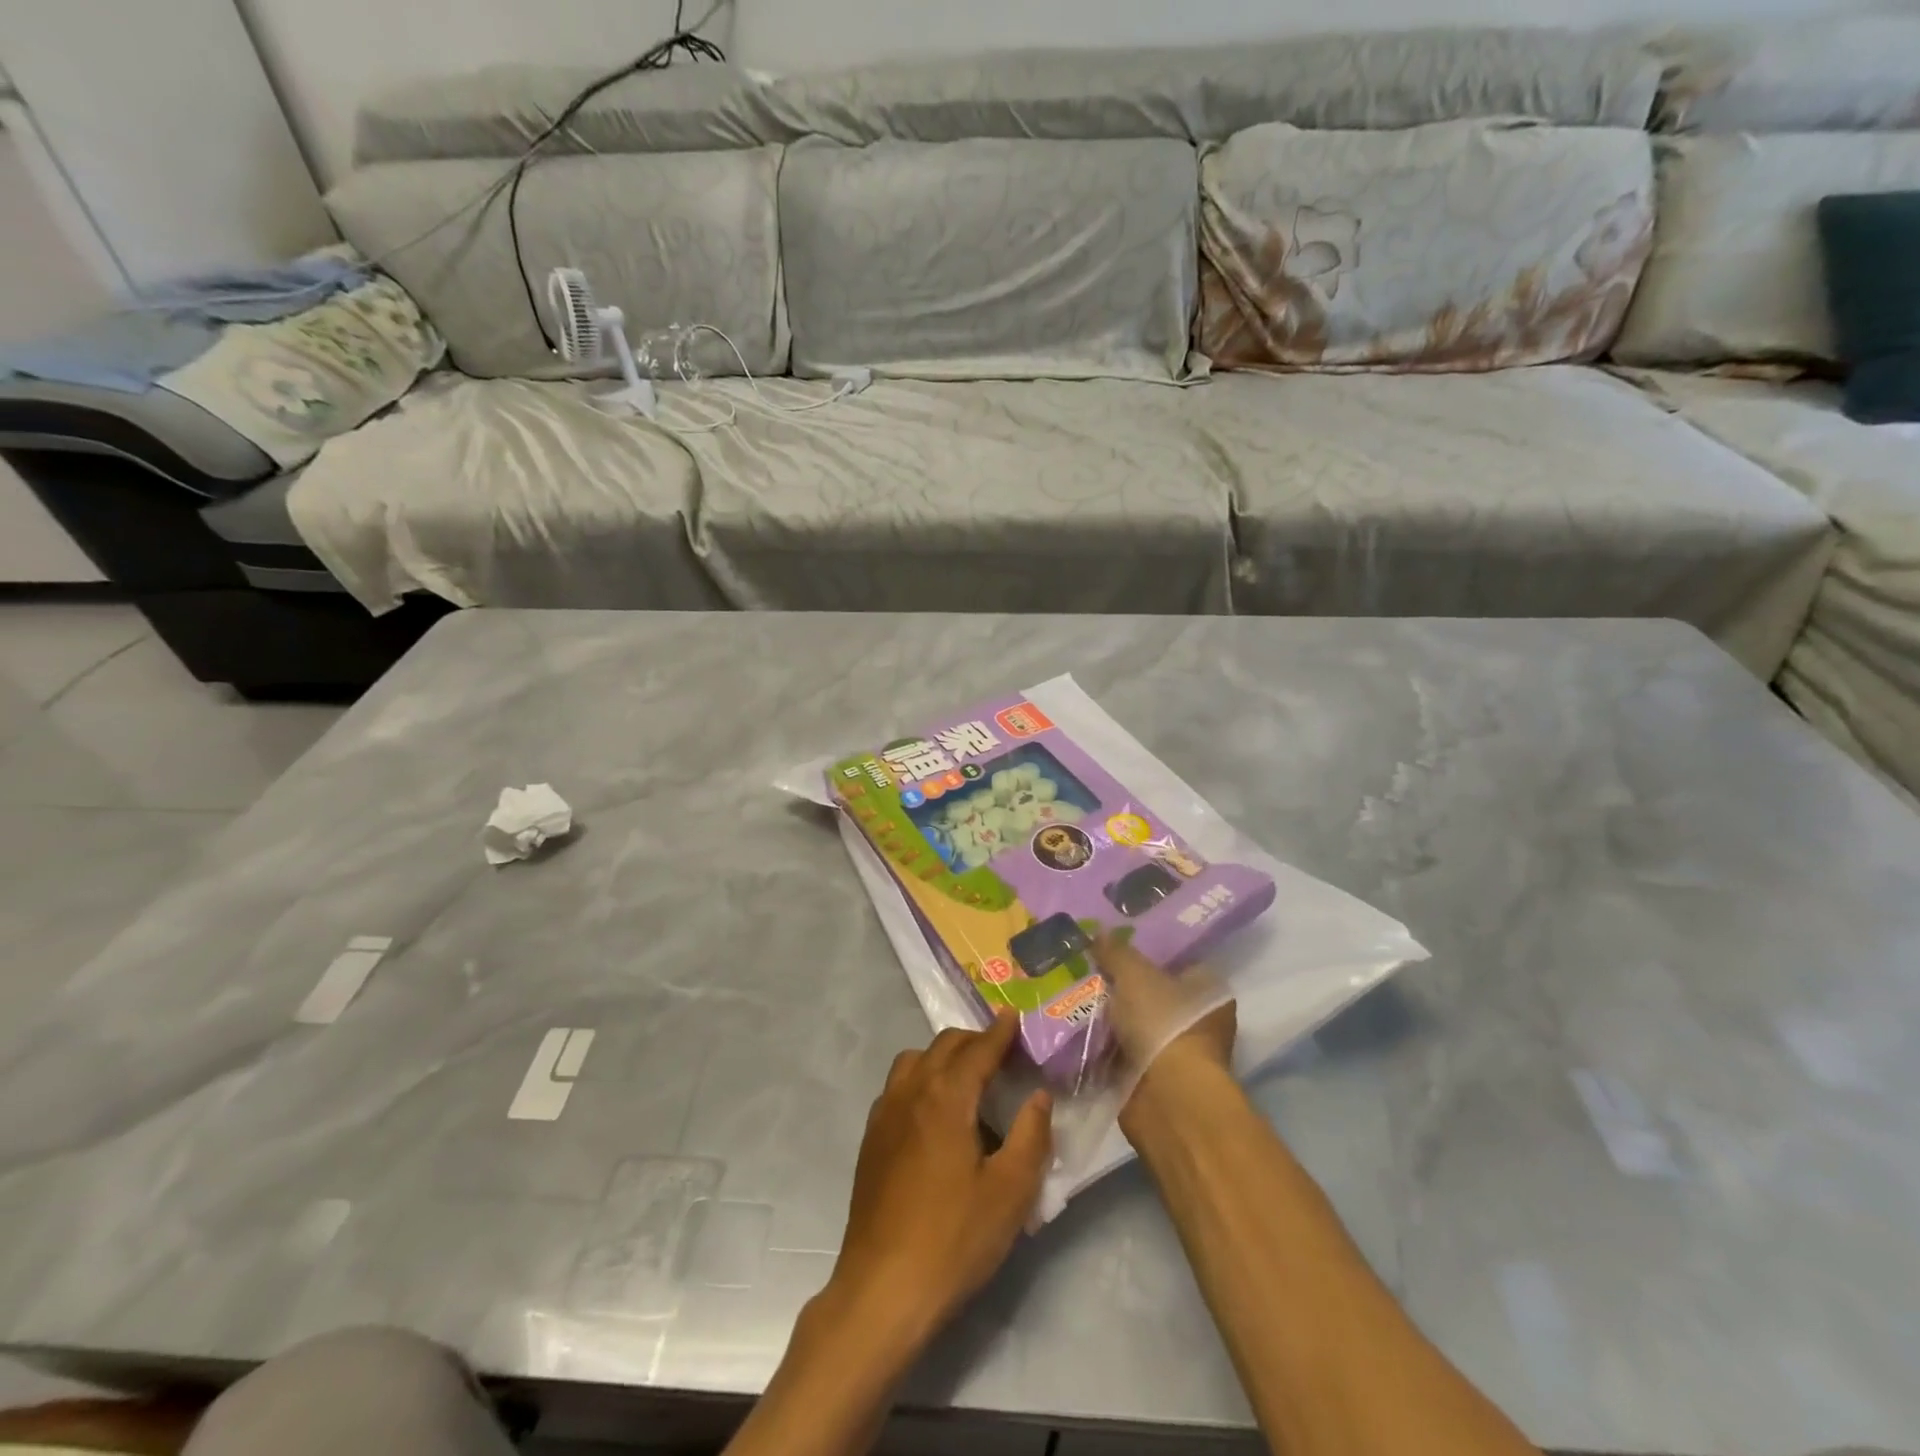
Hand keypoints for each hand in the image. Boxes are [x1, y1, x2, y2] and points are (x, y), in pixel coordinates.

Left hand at [829, 1012, 1052, 1338]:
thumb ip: (1030, 1136)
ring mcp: (884, 1114)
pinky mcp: (871, 1139)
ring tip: (968, 1081)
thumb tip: (1039, 1096)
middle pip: (943, 1046)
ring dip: (943, 1057)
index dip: (999, 1032)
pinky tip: (935, 1114)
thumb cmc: (954, 1238)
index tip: (1014, 1016)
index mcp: (946, 1097)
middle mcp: (911, 1092)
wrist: (882, 1288)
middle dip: (974, 1041)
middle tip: (1002, 1054)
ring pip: (914, 1061)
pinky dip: (921, 1079)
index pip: (977, 1050)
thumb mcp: (1010, 1192)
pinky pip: (898, 1087)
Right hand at [1092, 933, 1236, 1135]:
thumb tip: (1097, 931)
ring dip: (1108, 1018)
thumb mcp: (1134, 974)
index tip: (1113, 944)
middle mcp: (1197, 1020)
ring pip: (1133, 1024)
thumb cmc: (1164, 1023)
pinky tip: (1072, 1028)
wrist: (1167, 1098)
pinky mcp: (1151, 1080)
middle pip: (1151, 994)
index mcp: (1208, 990)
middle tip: (1086, 968)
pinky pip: (1119, 1054)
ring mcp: (1174, 1053)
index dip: (1146, 952)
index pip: (1176, 962)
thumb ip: (1115, 951)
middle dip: (1120, 986)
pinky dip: (1100, 1047)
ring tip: (1070, 994)